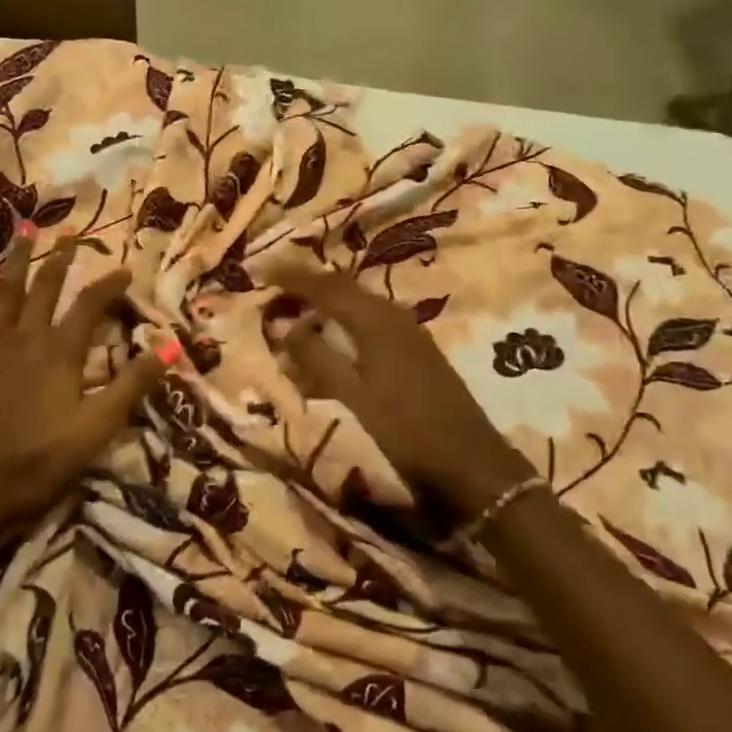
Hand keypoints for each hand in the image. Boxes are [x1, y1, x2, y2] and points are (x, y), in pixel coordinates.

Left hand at [0, 230, 171, 553]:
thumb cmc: (33, 463)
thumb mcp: (94, 429)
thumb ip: (132, 385)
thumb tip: (170, 345)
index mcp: (59, 353)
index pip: (90, 306)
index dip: (110, 285)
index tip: (126, 268)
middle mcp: (23, 338)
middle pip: (44, 289)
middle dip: (60, 259)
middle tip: (70, 233)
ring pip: (2, 294)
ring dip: (15, 261)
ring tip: (24, 230)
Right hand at [267, 265, 531, 519]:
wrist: (471, 461)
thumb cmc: (406, 428)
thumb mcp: (352, 395)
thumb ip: (316, 357)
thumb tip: (285, 325)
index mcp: (375, 319)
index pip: (325, 286)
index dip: (292, 276)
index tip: (260, 270)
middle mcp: (392, 315)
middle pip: (343, 290)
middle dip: (307, 289)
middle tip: (274, 292)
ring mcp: (408, 332)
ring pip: (357, 309)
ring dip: (325, 311)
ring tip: (296, 320)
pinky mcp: (415, 351)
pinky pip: (370, 327)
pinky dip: (344, 331)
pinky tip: (332, 350)